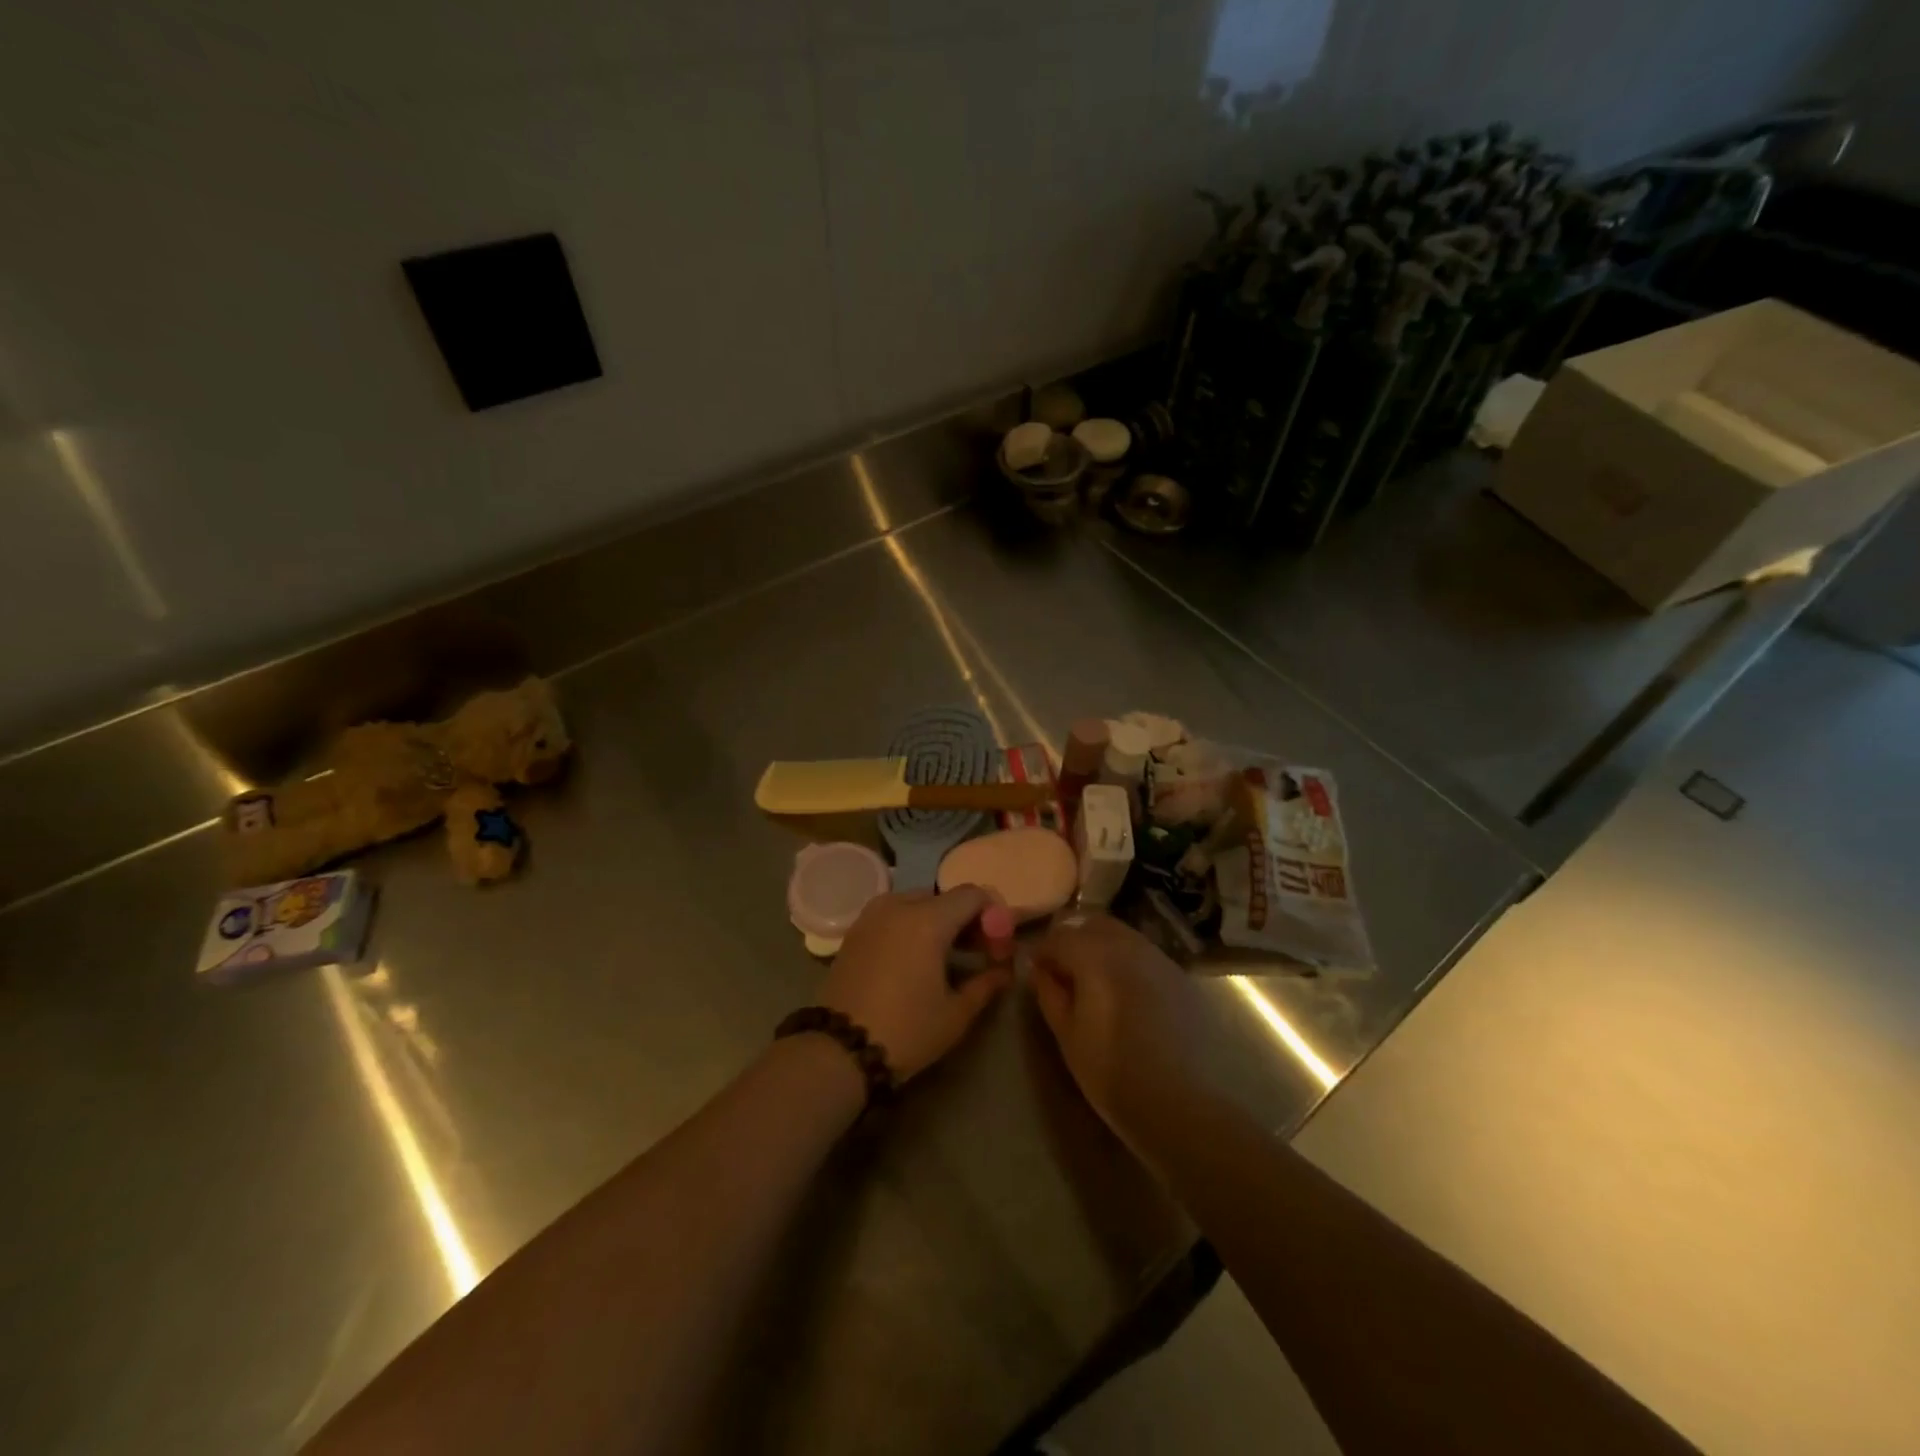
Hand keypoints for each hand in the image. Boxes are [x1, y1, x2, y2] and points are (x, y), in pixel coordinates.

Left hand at [819, 886, 1009, 1081]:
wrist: (838, 1050)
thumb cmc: (906, 1030)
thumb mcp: (956, 1014)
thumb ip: (987, 983)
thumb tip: (1005, 970)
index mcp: (928, 919)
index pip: (974, 894)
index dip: (994, 916)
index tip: (998, 949)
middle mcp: (899, 905)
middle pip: (945, 898)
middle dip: (967, 920)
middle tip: (979, 954)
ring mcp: (872, 915)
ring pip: (918, 904)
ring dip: (939, 922)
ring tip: (947, 959)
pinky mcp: (855, 930)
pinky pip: (894, 915)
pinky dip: (912, 927)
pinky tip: (916, 960)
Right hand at [1031, 914, 1208, 1158]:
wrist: (1187, 1104)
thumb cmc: (1115, 1073)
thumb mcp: (1068, 1037)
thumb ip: (1050, 994)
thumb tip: (1041, 971)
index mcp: (1094, 955)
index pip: (1058, 937)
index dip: (1042, 952)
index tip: (1036, 972)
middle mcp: (1128, 944)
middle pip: (1091, 924)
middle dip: (1072, 940)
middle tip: (1063, 973)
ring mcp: (1158, 957)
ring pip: (1121, 935)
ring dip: (1100, 948)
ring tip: (1093, 984)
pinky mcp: (1180, 975)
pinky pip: (1143, 954)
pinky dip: (1126, 961)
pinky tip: (1124, 994)